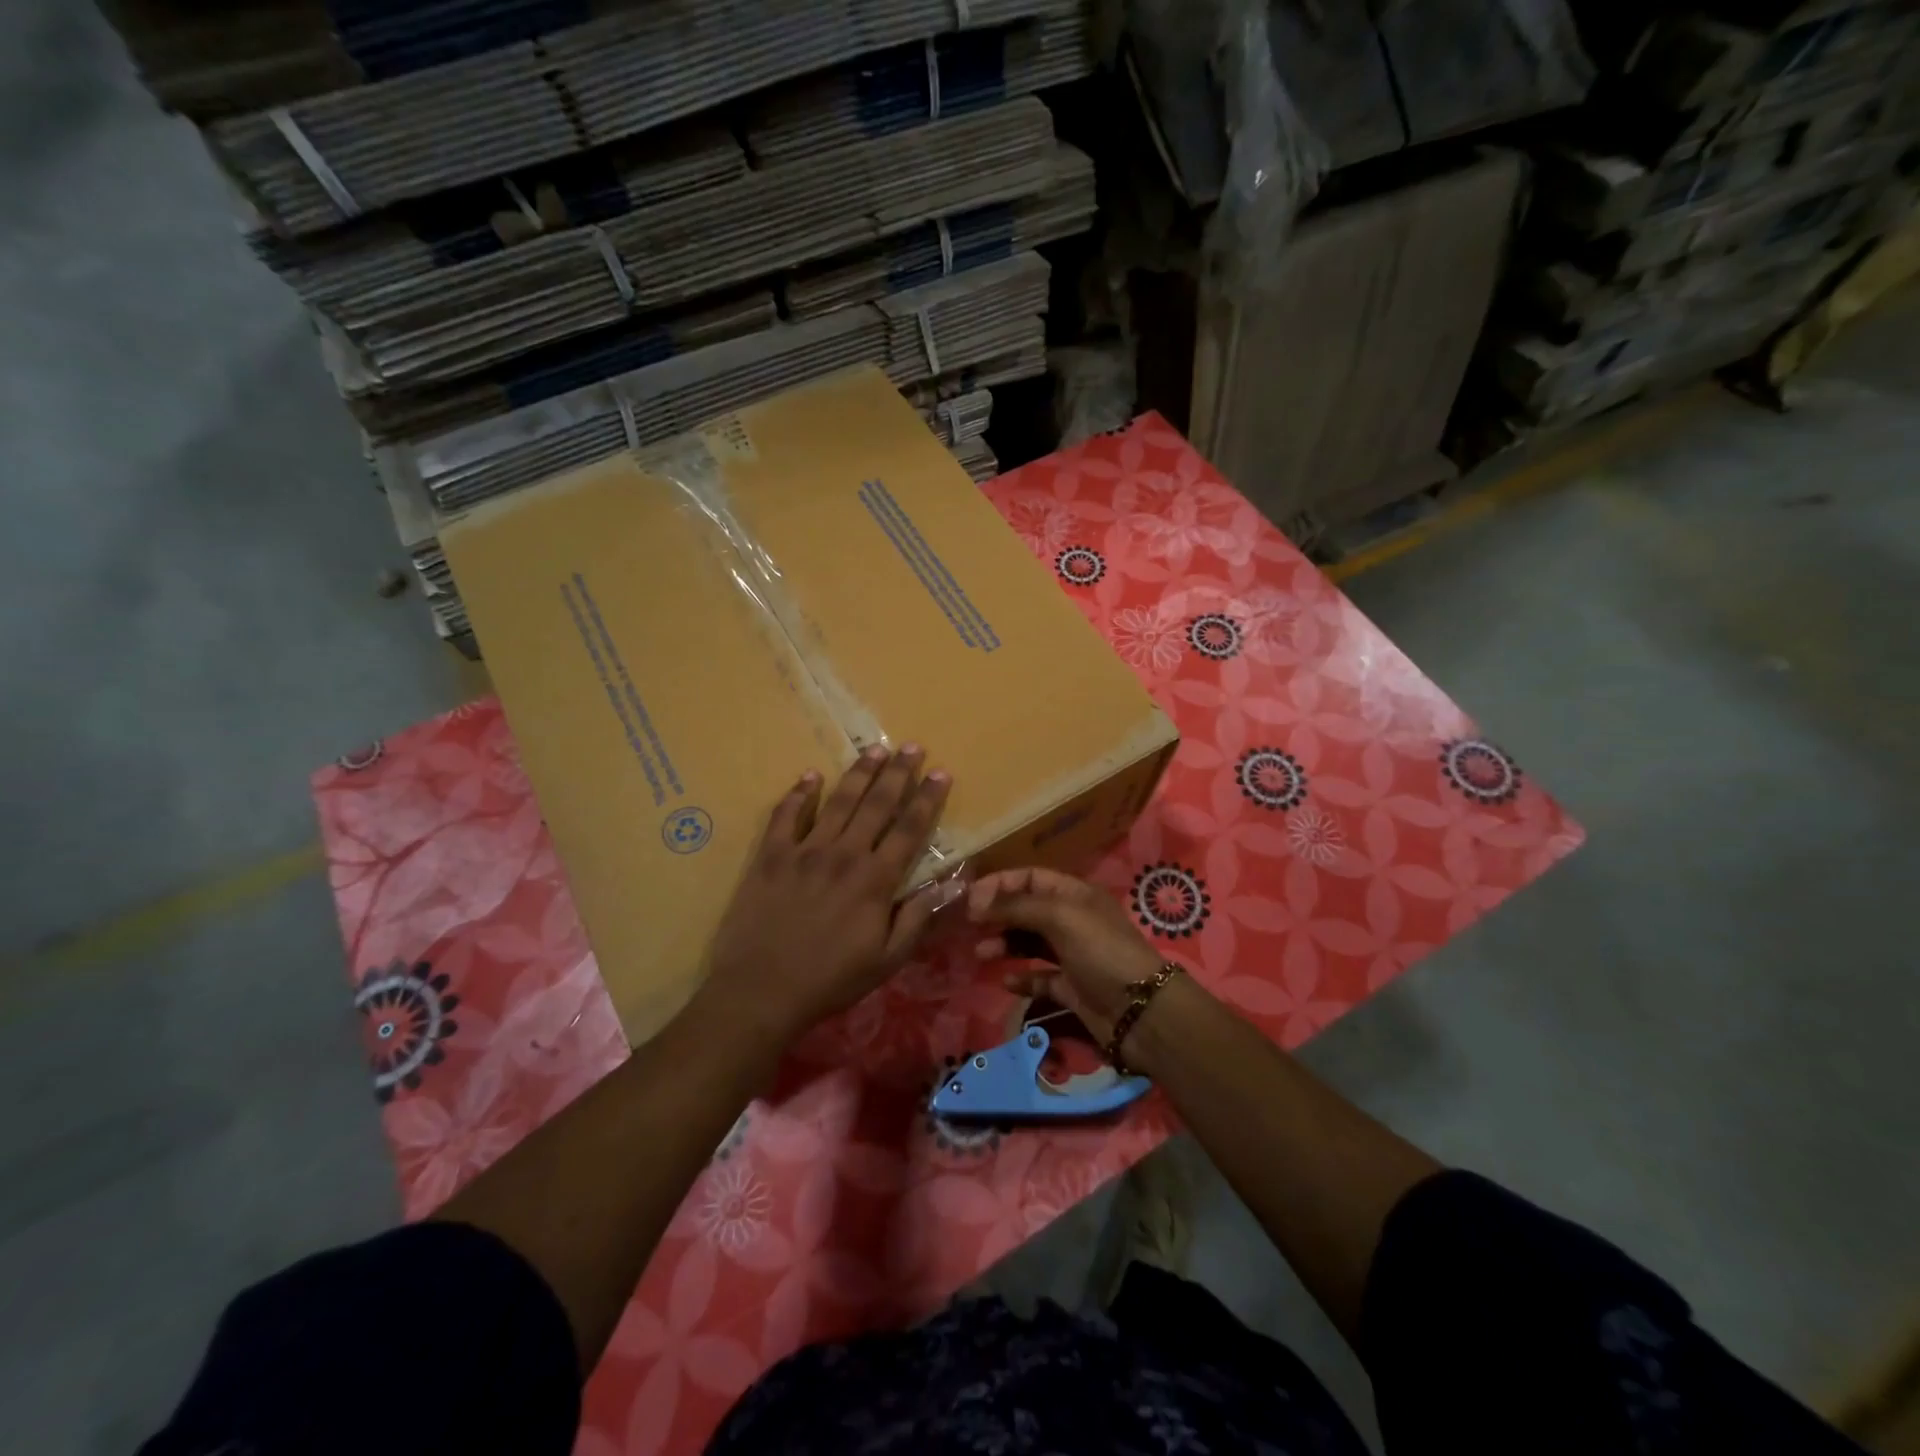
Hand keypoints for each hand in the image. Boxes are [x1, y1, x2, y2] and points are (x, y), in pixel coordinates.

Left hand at [701, 745, 951, 1045]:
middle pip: (877, 804)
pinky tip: (810, 776)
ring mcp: (804, 851)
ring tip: (875, 750)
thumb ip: (917, 919)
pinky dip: (799, 794)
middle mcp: (844, 855)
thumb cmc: (829, 980)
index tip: (941, 773)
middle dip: (898, 773)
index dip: (927, 799)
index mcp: (875, 880)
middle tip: (911, 746)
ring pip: (838, 801)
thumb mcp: (886, 961)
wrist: (760, 991)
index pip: (909, 829)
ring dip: (859, 773)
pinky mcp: (771, 856)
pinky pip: (786, 815)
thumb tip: (947, 883)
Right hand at [968, 867, 1166, 1044]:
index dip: (1001, 884)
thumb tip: (977, 905)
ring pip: (1029, 943)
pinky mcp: (1070, 988)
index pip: (1031, 878)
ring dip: (1004, 944)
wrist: (1140, 1011)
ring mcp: (1072, 955)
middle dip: (998, 915)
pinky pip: (1039, 977)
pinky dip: (1022, 978)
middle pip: (1027, 909)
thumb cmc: (1101, 951)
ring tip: (982, 954)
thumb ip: (1017, 907)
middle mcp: (1072, 920)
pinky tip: (1007, 982)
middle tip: (971, 927)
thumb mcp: (1060, 917)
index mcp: (1075, 894)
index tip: (971, 900)